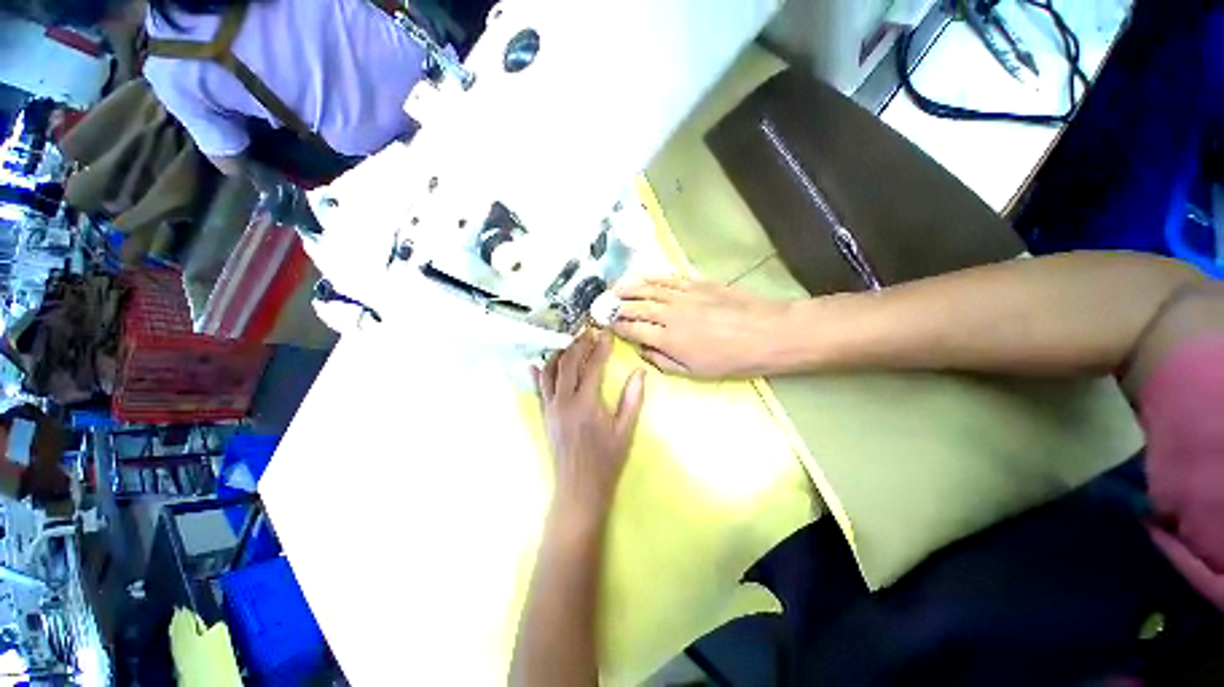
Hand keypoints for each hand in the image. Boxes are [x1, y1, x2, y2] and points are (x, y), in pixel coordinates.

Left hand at [535, 331, 645, 522]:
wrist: (579, 489)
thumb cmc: (606, 461)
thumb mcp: (625, 431)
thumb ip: (632, 399)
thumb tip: (639, 372)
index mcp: (586, 405)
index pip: (593, 366)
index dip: (600, 347)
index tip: (606, 332)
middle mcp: (564, 402)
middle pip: (568, 363)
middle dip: (578, 344)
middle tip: (588, 331)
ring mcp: (550, 408)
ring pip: (550, 372)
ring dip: (559, 354)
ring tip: (570, 342)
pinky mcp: (544, 415)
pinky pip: (538, 389)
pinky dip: (538, 373)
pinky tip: (537, 362)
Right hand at [611, 277, 797, 377]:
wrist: (766, 332)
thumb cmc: (731, 359)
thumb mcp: (695, 371)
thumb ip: (663, 361)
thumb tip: (642, 349)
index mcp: (667, 339)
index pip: (633, 329)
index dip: (616, 326)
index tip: (605, 323)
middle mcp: (669, 314)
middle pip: (635, 306)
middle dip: (616, 306)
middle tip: (603, 304)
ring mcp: (682, 295)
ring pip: (648, 289)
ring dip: (628, 288)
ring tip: (615, 288)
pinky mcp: (696, 283)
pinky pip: (668, 278)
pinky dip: (652, 277)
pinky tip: (642, 277)